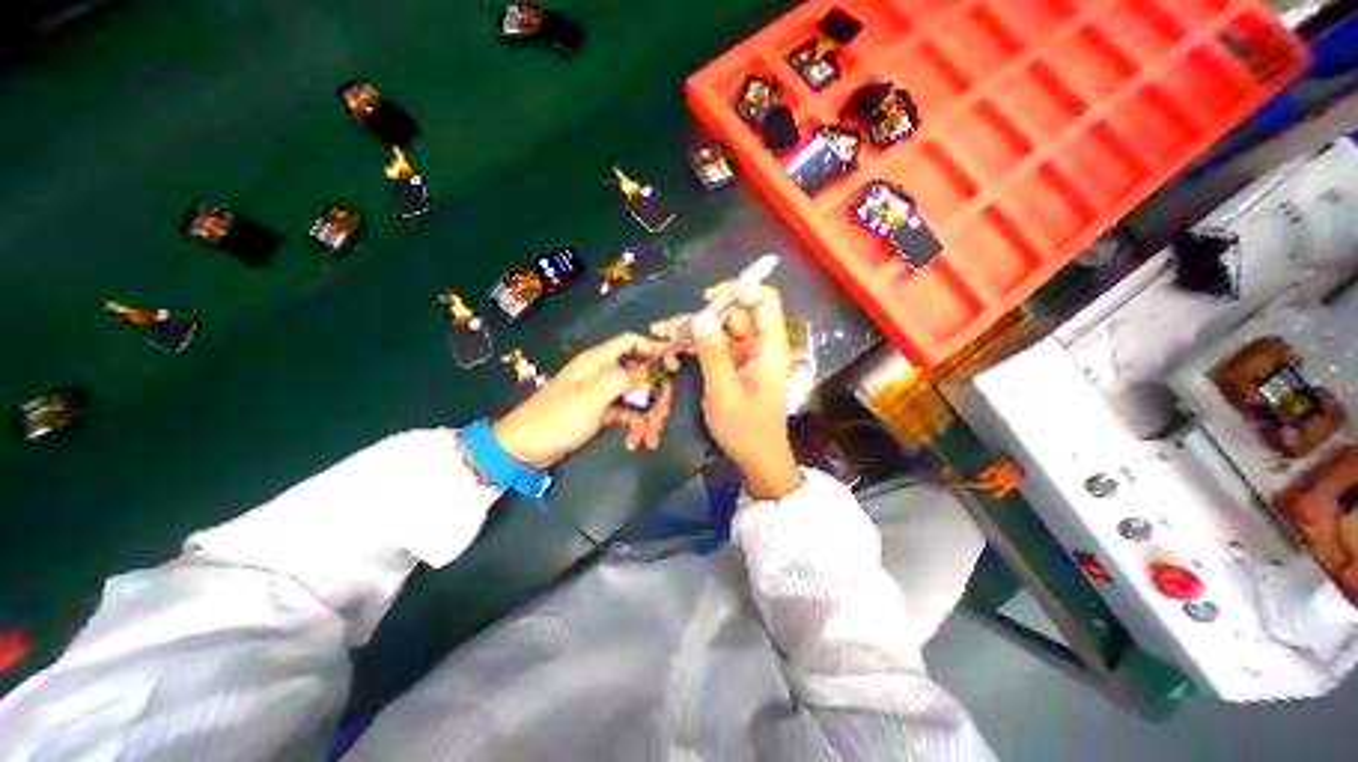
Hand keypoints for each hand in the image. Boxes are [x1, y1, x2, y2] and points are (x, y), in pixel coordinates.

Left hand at [493, 332, 674, 470]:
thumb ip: (624, 379)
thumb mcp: (592, 397)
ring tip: (649, 440)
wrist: (525, 448)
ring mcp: (603, 393)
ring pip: (638, 397)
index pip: (632, 342)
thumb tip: (650, 371)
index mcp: (599, 361)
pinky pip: (628, 413)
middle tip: (662, 418)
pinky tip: (635, 443)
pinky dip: (635, 426)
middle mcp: (603, 373)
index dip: (655, 349)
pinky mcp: (602, 411)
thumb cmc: (557, 418)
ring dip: (648, 417)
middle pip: (642, 374)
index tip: (674, 367)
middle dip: (656, 396)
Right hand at [653, 283, 798, 495]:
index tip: (708, 299)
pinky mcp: (735, 367)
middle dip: (703, 315)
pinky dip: (697, 345)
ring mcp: (747, 356)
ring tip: (662, 333)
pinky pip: (717, 346)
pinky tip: (674, 347)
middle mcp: (760, 346)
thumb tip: (701, 317)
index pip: (764, 301)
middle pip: (735, 314)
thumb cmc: (746, 428)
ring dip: (694, 330)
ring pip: (722, 330)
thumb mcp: (724, 391)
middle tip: (670, 326)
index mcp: (769, 347)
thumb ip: (713, 352)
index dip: (740, 291)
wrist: (757, 459)